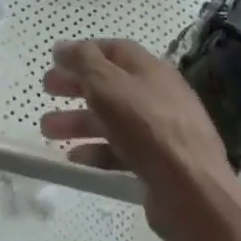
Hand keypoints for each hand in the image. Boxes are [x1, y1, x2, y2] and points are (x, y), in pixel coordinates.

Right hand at [40, 38, 240, 240]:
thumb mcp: (109, 86)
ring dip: (79, 121)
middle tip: (46, 90)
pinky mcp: (158, 165)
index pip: (114, 50)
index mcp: (150, 70)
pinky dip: (97, 152)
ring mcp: (160, 132)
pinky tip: (75, 160)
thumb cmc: (149, 129)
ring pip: (112, 119)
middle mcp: (157, 95)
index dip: (84, 52)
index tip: (56, 60)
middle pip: (110, 84)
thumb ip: (84, 63)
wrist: (194, 193)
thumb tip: (62, 47)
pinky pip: (121, 151)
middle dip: (76, 86)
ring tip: (47, 130)